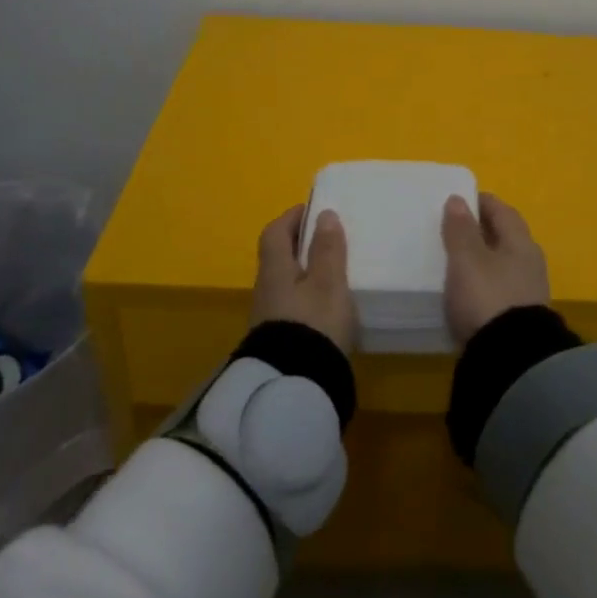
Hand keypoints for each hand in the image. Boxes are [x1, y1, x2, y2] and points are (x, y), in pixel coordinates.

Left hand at [252, 205, 356, 353]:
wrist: (294, 387)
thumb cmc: (314, 324)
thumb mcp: (329, 283)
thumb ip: (327, 249)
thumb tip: (324, 215)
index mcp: (275, 270)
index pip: (274, 233)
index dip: (291, 217)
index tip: (312, 210)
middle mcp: (265, 290)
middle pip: (277, 257)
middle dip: (299, 243)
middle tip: (326, 238)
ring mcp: (268, 318)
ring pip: (284, 282)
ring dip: (303, 271)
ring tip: (331, 270)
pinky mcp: (278, 340)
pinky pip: (290, 304)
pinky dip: (305, 295)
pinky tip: (325, 304)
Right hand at [441, 193, 550, 344]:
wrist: (511, 361)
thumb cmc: (488, 298)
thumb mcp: (467, 260)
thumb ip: (461, 230)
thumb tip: (458, 199)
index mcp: (521, 242)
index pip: (502, 211)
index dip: (482, 202)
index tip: (460, 199)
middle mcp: (530, 263)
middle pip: (505, 237)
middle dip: (483, 230)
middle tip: (454, 229)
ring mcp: (528, 292)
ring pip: (503, 264)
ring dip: (483, 259)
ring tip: (456, 261)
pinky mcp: (520, 319)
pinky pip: (500, 289)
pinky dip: (484, 283)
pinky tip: (467, 291)